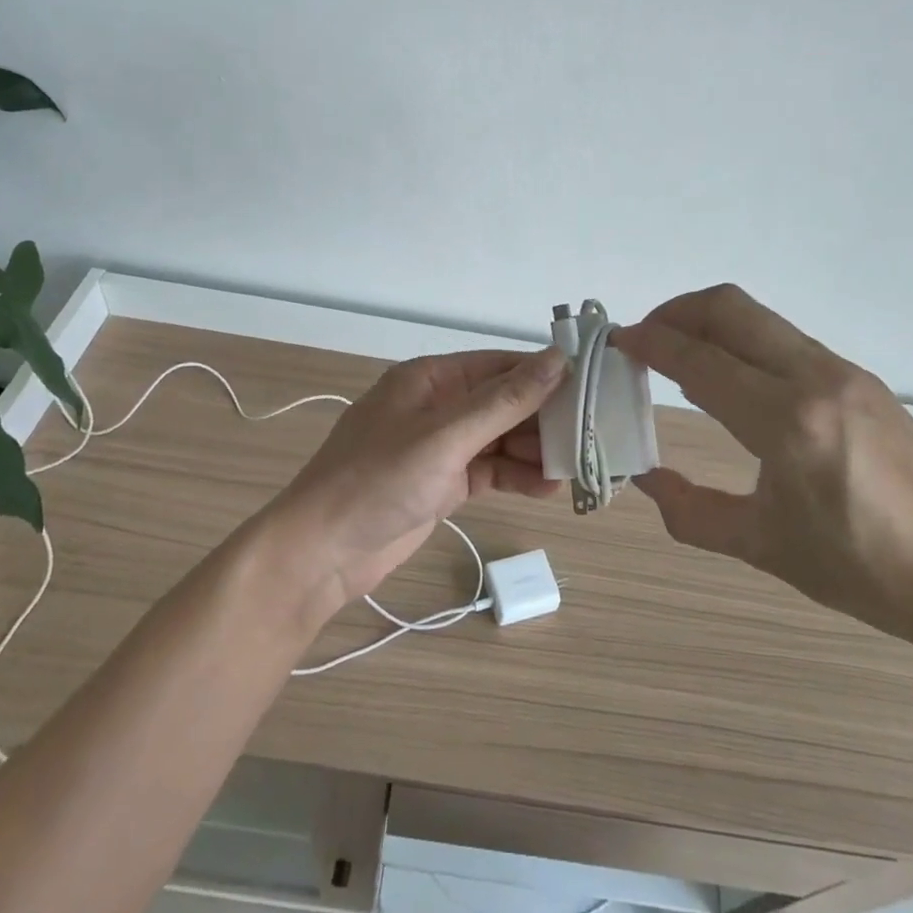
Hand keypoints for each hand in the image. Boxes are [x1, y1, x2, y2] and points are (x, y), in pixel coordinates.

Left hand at [269, 347, 567, 615]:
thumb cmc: (378, 481)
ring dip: (534, 452)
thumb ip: (503, 400)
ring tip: (574, 469)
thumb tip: (558, 359)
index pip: (500, 366)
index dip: (545, 374)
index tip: (592, 388)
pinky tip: (547, 490)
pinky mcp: (443, 482)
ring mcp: (440, 446)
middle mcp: (439, 406)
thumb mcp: (445, 436)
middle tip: (590, 437)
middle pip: (504, 403)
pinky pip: (490, 470)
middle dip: (543, 419)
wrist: (321, 553)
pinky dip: (516, 477)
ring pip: (500, 438)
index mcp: (431, 379)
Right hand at [611, 285, 912, 649]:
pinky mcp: (859, 377)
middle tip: (644, 338)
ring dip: (710, 322)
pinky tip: (733, 379)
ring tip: (681, 355)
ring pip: (758, 317)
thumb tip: (645, 479)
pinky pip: (784, 339)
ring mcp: (842, 371)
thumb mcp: (763, 546)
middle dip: (676, 311)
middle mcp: (813, 377)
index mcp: (785, 421)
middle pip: (728, 308)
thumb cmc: (862, 569)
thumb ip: (691, 511)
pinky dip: (742, 341)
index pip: (698, 360)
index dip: (650, 344)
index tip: (617, 342)